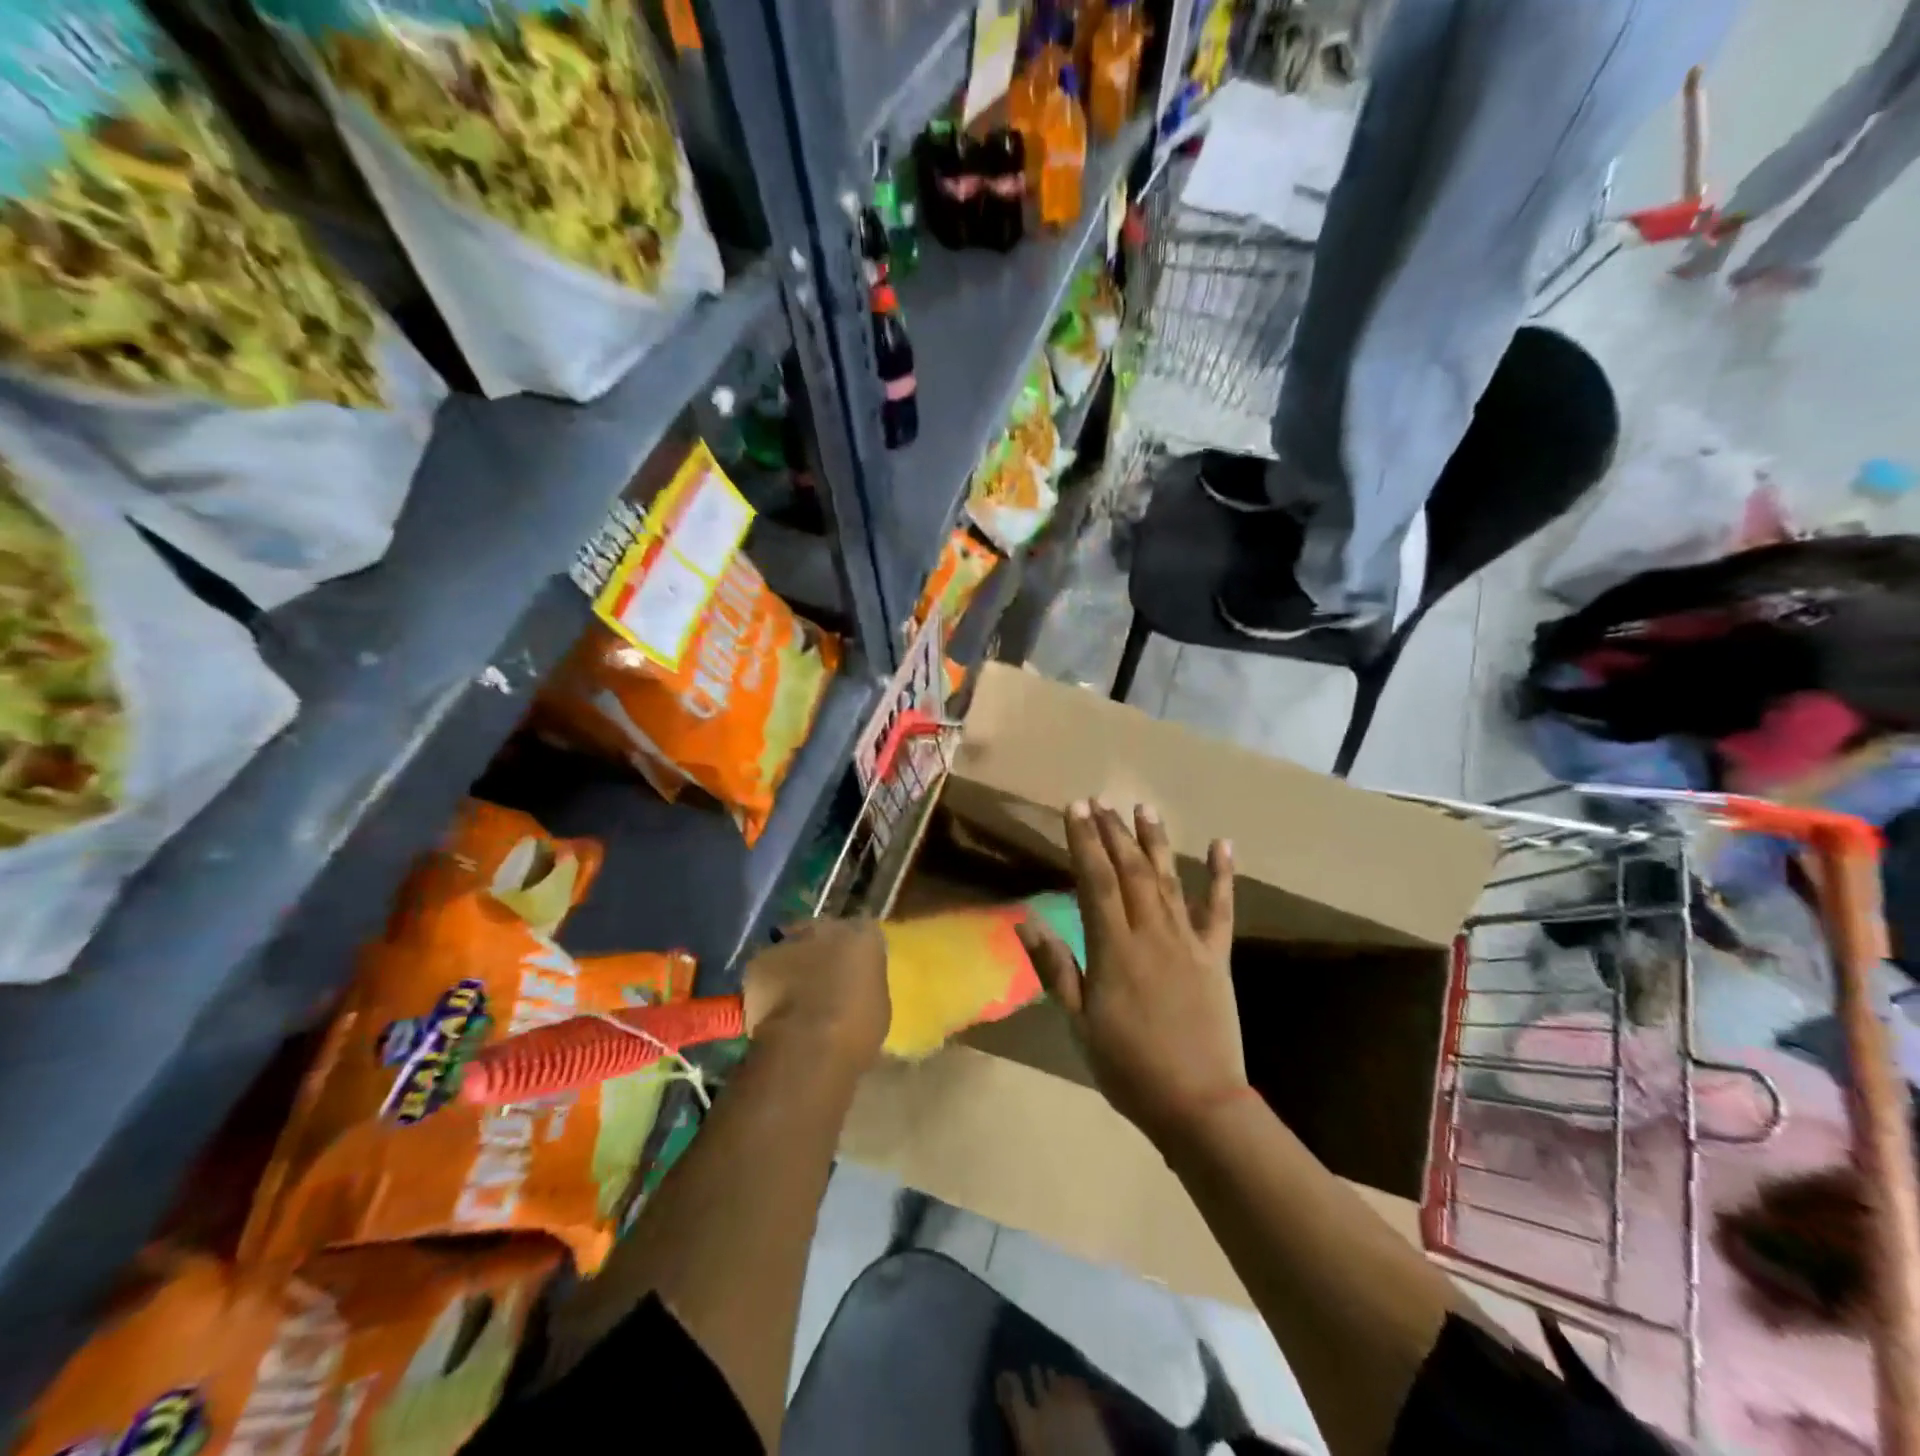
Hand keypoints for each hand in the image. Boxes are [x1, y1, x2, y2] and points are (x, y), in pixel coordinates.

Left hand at [742, 917, 889, 1072]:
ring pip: (790, 948)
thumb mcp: (878, 1005)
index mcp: (865, 935)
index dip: (852, 950)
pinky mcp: (758, 961)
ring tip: (790, 999)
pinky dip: (765, 985)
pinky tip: (769, 1010)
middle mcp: (828, 927)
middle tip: (817, 980)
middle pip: (821, 931)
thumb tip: (853, 986)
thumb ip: (863, 983)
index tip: (849, 968)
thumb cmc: (857, 1029)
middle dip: (818, 949)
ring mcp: (790, 941)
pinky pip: (764, 970)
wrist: (810, 1046)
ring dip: (790, 966)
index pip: (861, 931)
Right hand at [1016, 801, 1246, 1145]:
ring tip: (1142, 808)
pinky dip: (1222, 875)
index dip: (1084, 842)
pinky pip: (1220, 909)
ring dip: (1154, 841)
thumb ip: (1056, 968)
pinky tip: (1222, 844)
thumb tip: (1026, 921)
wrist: (1198, 1104)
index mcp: (1114, 949)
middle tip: (1099, 801)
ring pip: (1168, 879)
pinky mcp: (1216, 955)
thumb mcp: (1079, 1024)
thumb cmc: (1128, 1067)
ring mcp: (1189, 941)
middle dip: (1112, 832)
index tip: (1075, 809)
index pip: (1096, 882)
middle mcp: (1152, 933)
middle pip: (1131, 871)